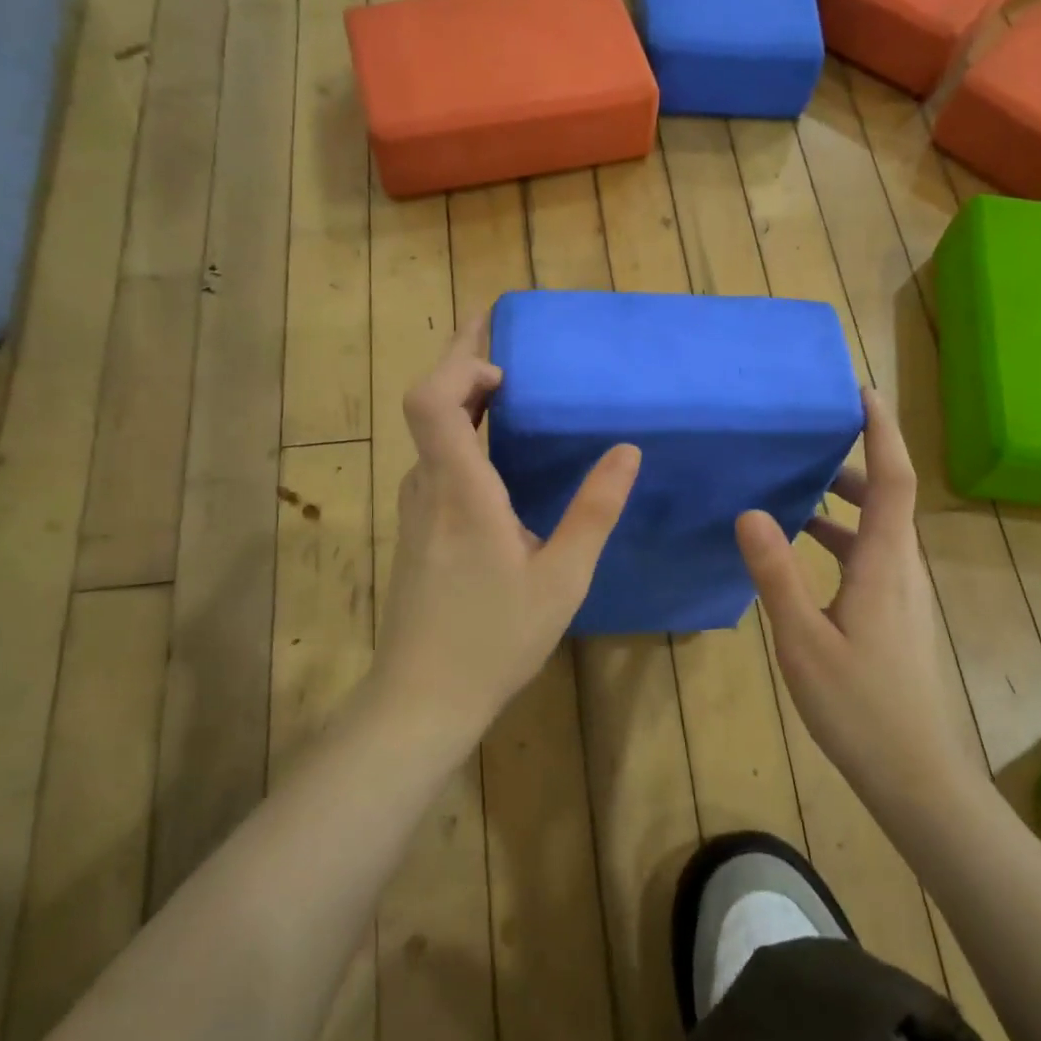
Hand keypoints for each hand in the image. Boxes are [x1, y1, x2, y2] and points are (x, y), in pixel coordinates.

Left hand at [373, 317, 640, 744]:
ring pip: (431, 435)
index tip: (503, 356)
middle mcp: (427, 489)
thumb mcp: (562, 578)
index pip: (432, 400)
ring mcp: (414, 510)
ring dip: (464, 402)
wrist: (422, 698)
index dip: (458, 361)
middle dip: (465, 363)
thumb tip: (626, 450)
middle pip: (428, 404)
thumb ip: (594, 511)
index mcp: (461, 492)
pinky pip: (436, 464)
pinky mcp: (415, 531)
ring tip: (514, 392)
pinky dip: (462, 437)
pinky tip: (499, 458)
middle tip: (509, 342)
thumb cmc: (495, 639)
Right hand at [736, 389, 983, 793]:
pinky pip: (872, 559)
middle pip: (889, 499)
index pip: (894, 480)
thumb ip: (776, 574)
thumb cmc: (859, 705)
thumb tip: (751, 511)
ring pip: (880, 532)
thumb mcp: (804, 639)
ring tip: (798, 492)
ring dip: (846, 505)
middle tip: (814, 440)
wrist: (914, 773)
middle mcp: (902, 570)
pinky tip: (805, 557)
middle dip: (856, 462)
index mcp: (886, 564)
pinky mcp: (896, 618)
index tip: (864, 391)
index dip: (884, 431)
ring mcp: (903, 596)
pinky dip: (842, 540)